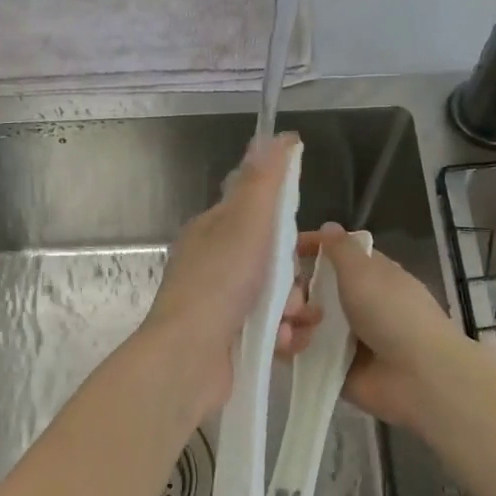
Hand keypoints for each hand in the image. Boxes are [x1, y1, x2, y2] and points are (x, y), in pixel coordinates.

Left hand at [139, 134, 316, 416]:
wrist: (190, 360)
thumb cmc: (220, 284)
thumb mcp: (247, 222)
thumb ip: (264, 181)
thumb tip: (277, 135)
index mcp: (211, 231)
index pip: (254, 213)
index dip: (283, 224)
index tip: (305, 240)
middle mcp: (213, 265)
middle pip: (272, 260)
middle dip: (294, 277)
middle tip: (295, 291)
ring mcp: (220, 305)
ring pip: (276, 298)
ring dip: (294, 309)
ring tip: (292, 321)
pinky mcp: (230, 341)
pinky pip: (271, 330)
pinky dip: (283, 336)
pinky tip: (284, 343)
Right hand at [298, 223, 461, 429]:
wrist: (417, 376)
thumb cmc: (393, 314)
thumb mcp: (365, 270)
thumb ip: (340, 248)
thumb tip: (328, 226)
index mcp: (368, 276)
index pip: (333, 255)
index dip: (310, 249)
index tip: (284, 250)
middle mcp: (354, 303)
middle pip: (309, 288)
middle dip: (292, 291)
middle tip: (293, 302)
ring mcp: (341, 337)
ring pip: (299, 320)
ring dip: (288, 319)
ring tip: (292, 327)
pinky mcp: (330, 367)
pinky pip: (298, 352)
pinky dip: (289, 346)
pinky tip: (291, 345)